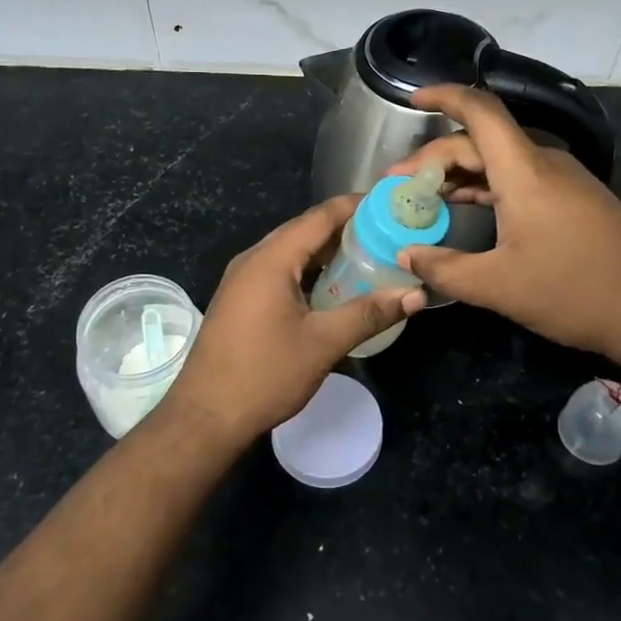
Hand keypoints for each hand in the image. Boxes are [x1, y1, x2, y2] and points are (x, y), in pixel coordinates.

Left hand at [165, 193, 426, 439]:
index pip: (319, 217)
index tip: (390, 204)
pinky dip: (309, 270)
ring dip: (327, 251)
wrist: (205, 416)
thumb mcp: (323, 343)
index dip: (355, 206)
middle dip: (346, 228)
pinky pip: (279, 271)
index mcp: (271, 259)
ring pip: (291, 252)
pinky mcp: (240, 300)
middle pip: (304, 230)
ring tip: (369, 255)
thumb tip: (415, 294)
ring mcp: (242, 280)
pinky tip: (333, 286)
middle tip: (387, 232)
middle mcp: (253, 259)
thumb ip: (369, 313)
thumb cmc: (264, 375)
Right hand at [385, 85, 620, 366]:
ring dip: (459, 173)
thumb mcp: (498, 286)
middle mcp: (543, 163)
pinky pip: (519, 178)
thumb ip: (444, 268)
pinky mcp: (573, 198)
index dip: (443, 96)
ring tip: (423, 197)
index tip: (410, 100)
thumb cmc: (573, 291)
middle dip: (435, 158)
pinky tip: (464, 207)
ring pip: (499, 160)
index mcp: (524, 171)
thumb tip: (406, 255)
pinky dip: (485, 186)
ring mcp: (562, 180)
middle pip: (480, 140)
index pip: (479, 111)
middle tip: (398, 186)